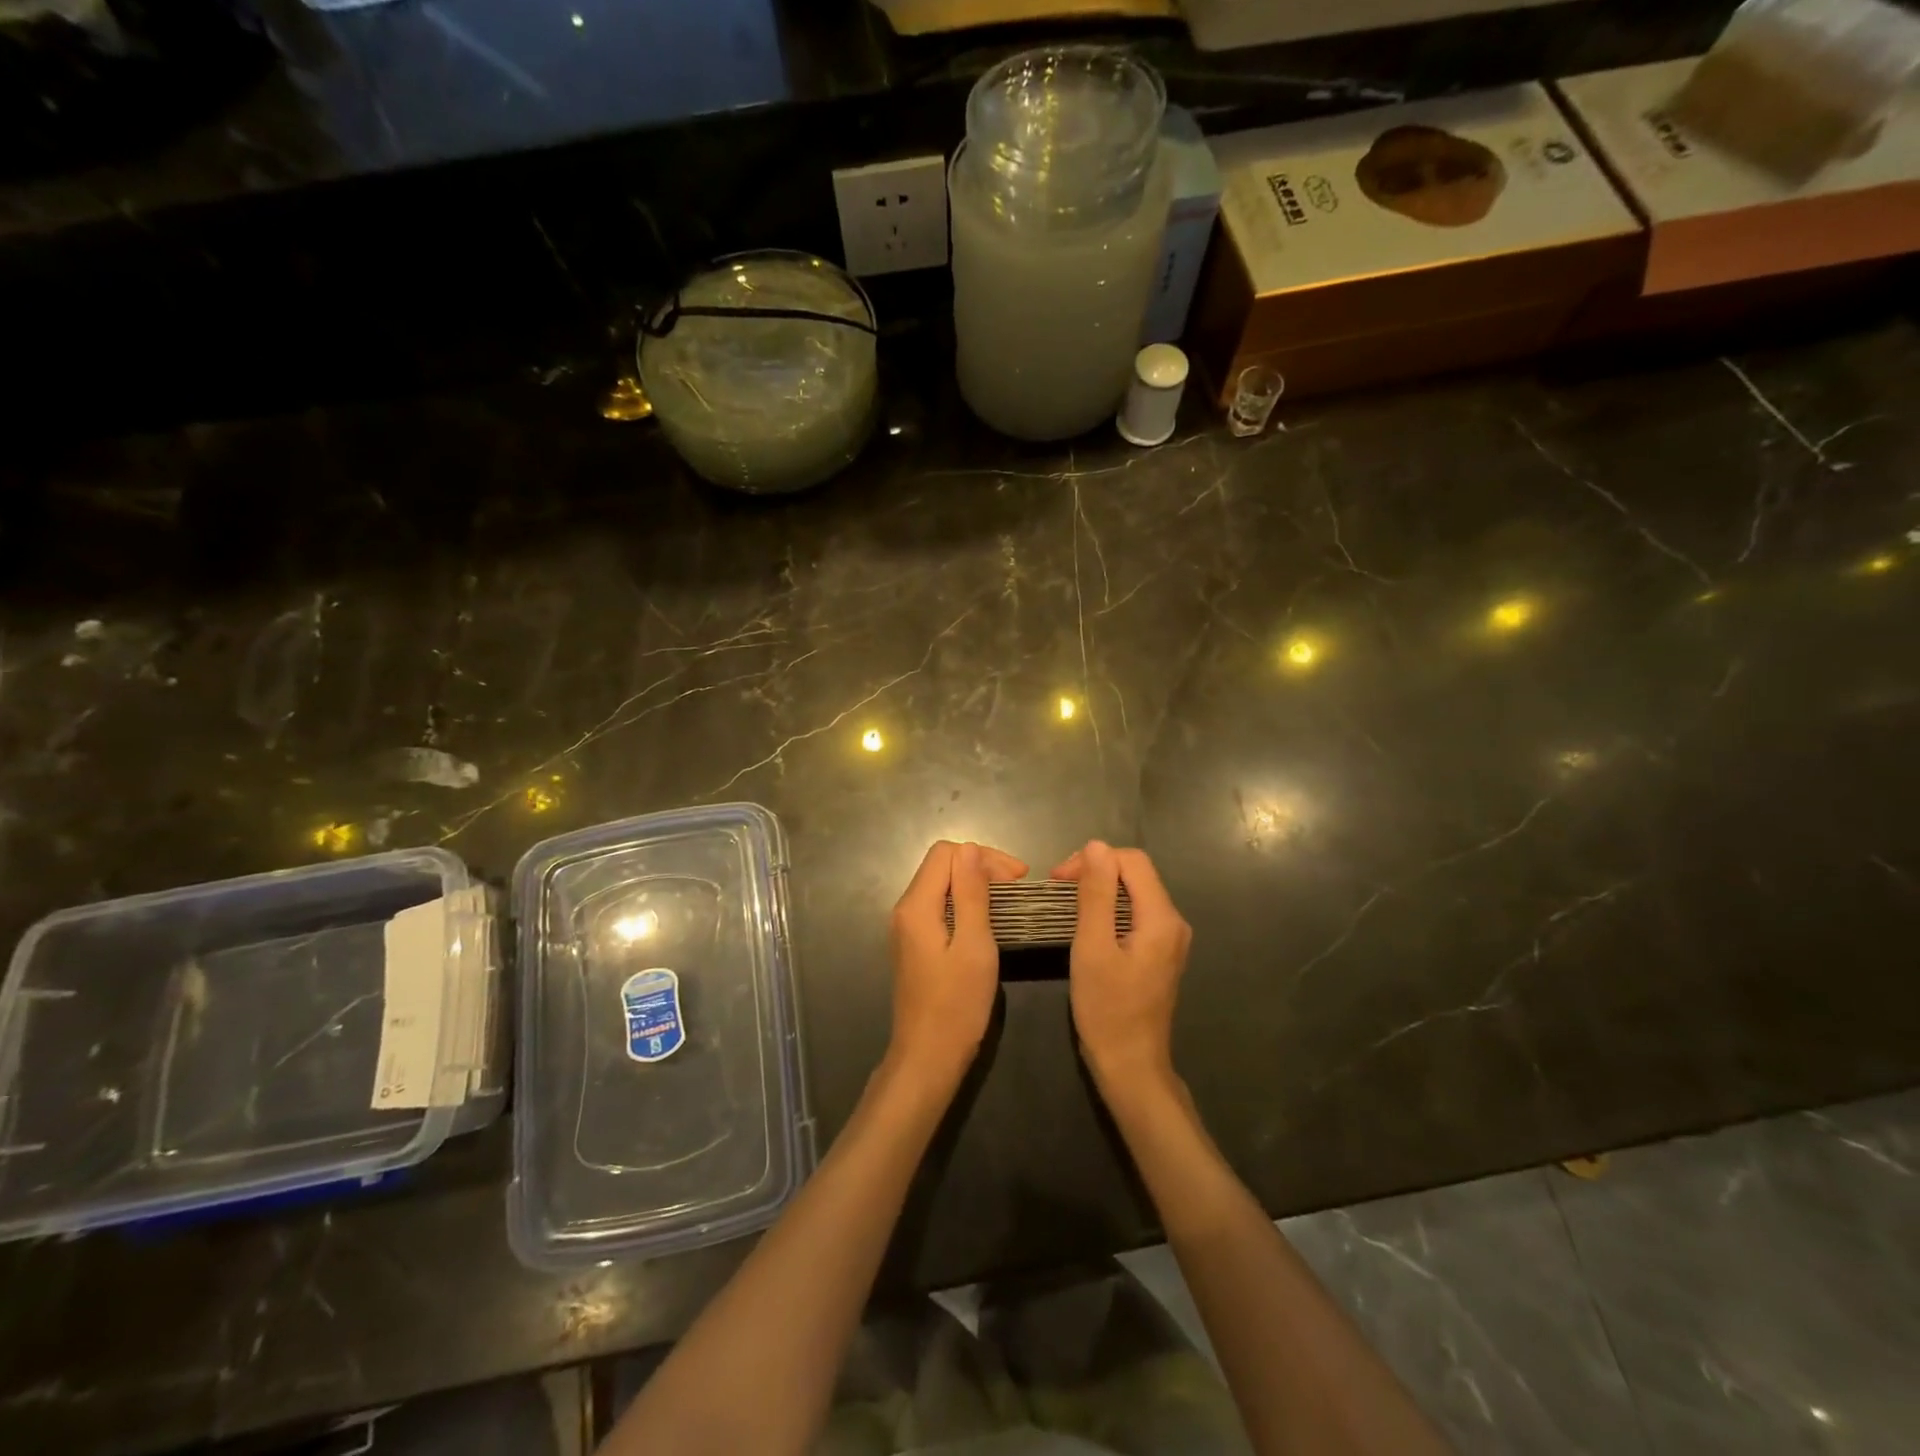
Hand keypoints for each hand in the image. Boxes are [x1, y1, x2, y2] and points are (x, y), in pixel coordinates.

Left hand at [887, 840, 1027, 1088]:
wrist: (927, 1058)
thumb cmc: (956, 1005)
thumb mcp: (974, 946)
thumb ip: (971, 894)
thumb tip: (970, 848)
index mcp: (916, 906)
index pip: (946, 853)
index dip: (983, 856)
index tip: (1017, 879)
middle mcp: (905, 910)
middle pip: (941, 865)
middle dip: (980, 866)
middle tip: (1018, 887)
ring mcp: (907, 928)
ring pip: (941, 885)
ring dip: (974, 884)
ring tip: (1008, 900)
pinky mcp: (915, 944)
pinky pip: (940, 906)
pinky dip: (965, 903)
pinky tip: (988, 919)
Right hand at [1052, 841, 1191, 1098]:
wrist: (1131, 1066)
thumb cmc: (1107, 1009)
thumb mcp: (1092, 947)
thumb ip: (1096, 894)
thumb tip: (1096, 846)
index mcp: (1162, 918)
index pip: (1132, 861)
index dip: (1093, 859)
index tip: (1059, 879)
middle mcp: (1174, 922)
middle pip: (1136, 874)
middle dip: (1097, 871)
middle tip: (1059, 889)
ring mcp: (1170, 939)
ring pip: (1135, 893)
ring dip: (1102, 889)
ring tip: (1068, 903)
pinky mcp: (1160, 953)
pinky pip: (1136, 914)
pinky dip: (1110, 909)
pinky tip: (1088, 924)